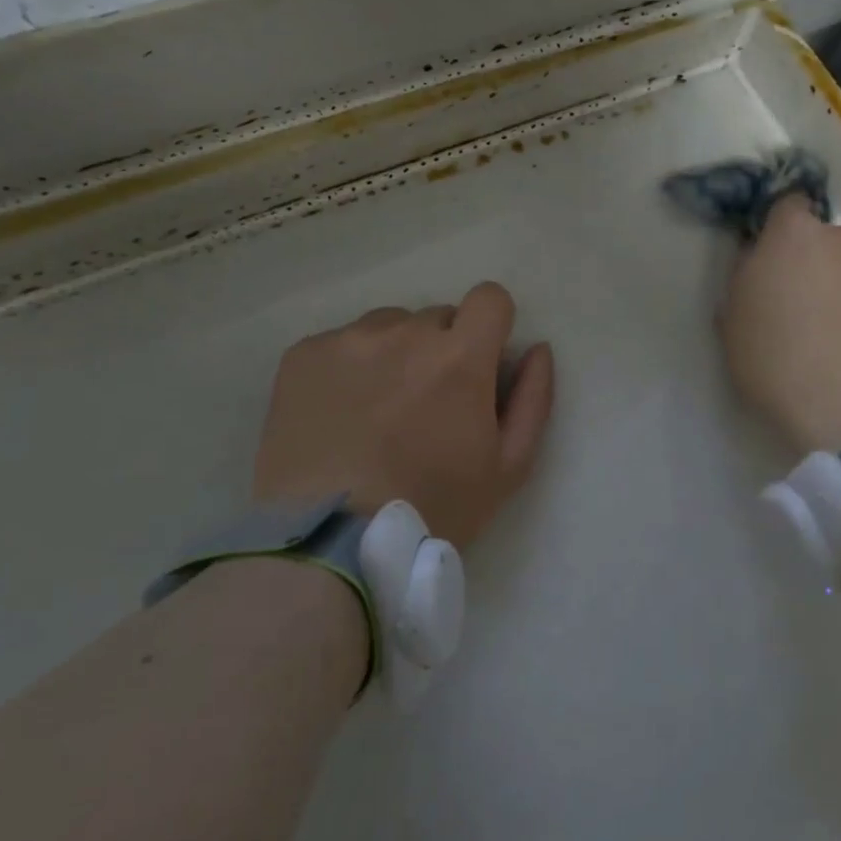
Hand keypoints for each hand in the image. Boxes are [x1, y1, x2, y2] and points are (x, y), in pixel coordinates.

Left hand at [251, 282, 556, 549]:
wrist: (331, 543)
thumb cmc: (432, 508)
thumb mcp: (507, 467)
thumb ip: (533, 399)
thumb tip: (538, 348)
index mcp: (460, 357)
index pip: (490, 298)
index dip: (490, 326)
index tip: (478, 362)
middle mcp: (405, 333)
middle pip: (436, 317)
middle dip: (440, 350)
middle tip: (424, 406)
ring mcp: (349, 340)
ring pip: (387, 327)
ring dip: (393, 354)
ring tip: (375, 412)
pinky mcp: (303, 355)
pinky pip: (339, 344)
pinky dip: (346, 369)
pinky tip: (337, 416)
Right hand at [720, 196, 840, 453]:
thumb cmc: (771, 367)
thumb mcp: (729, 319)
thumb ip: (746, 273)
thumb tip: (761, 256)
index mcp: (794, 236)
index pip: (789, 204)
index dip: (782, 229)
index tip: (778, 258)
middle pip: (831, 241)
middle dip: (821, 263)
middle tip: (811, 308)